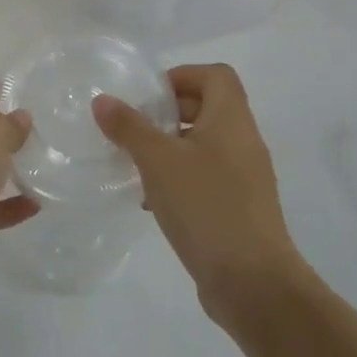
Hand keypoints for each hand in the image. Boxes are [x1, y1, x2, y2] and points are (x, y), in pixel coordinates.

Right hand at [93, 64, 301, 320]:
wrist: (253, 282)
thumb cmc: (206, 207)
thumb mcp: (158, 162)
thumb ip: (129, 127)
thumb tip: (103, 100)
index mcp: (231, 120)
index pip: (216, 75)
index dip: (181, 75)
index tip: (147, 96)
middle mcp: (243, 142)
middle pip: (209, 107)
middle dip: (168, 113)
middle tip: (133, 128)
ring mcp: (245, 178)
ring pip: (204, 145)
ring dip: (169, 148)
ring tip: (135, 165)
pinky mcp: (239, 208)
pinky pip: (206, 177)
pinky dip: (179, 178)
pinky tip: (151, 202)